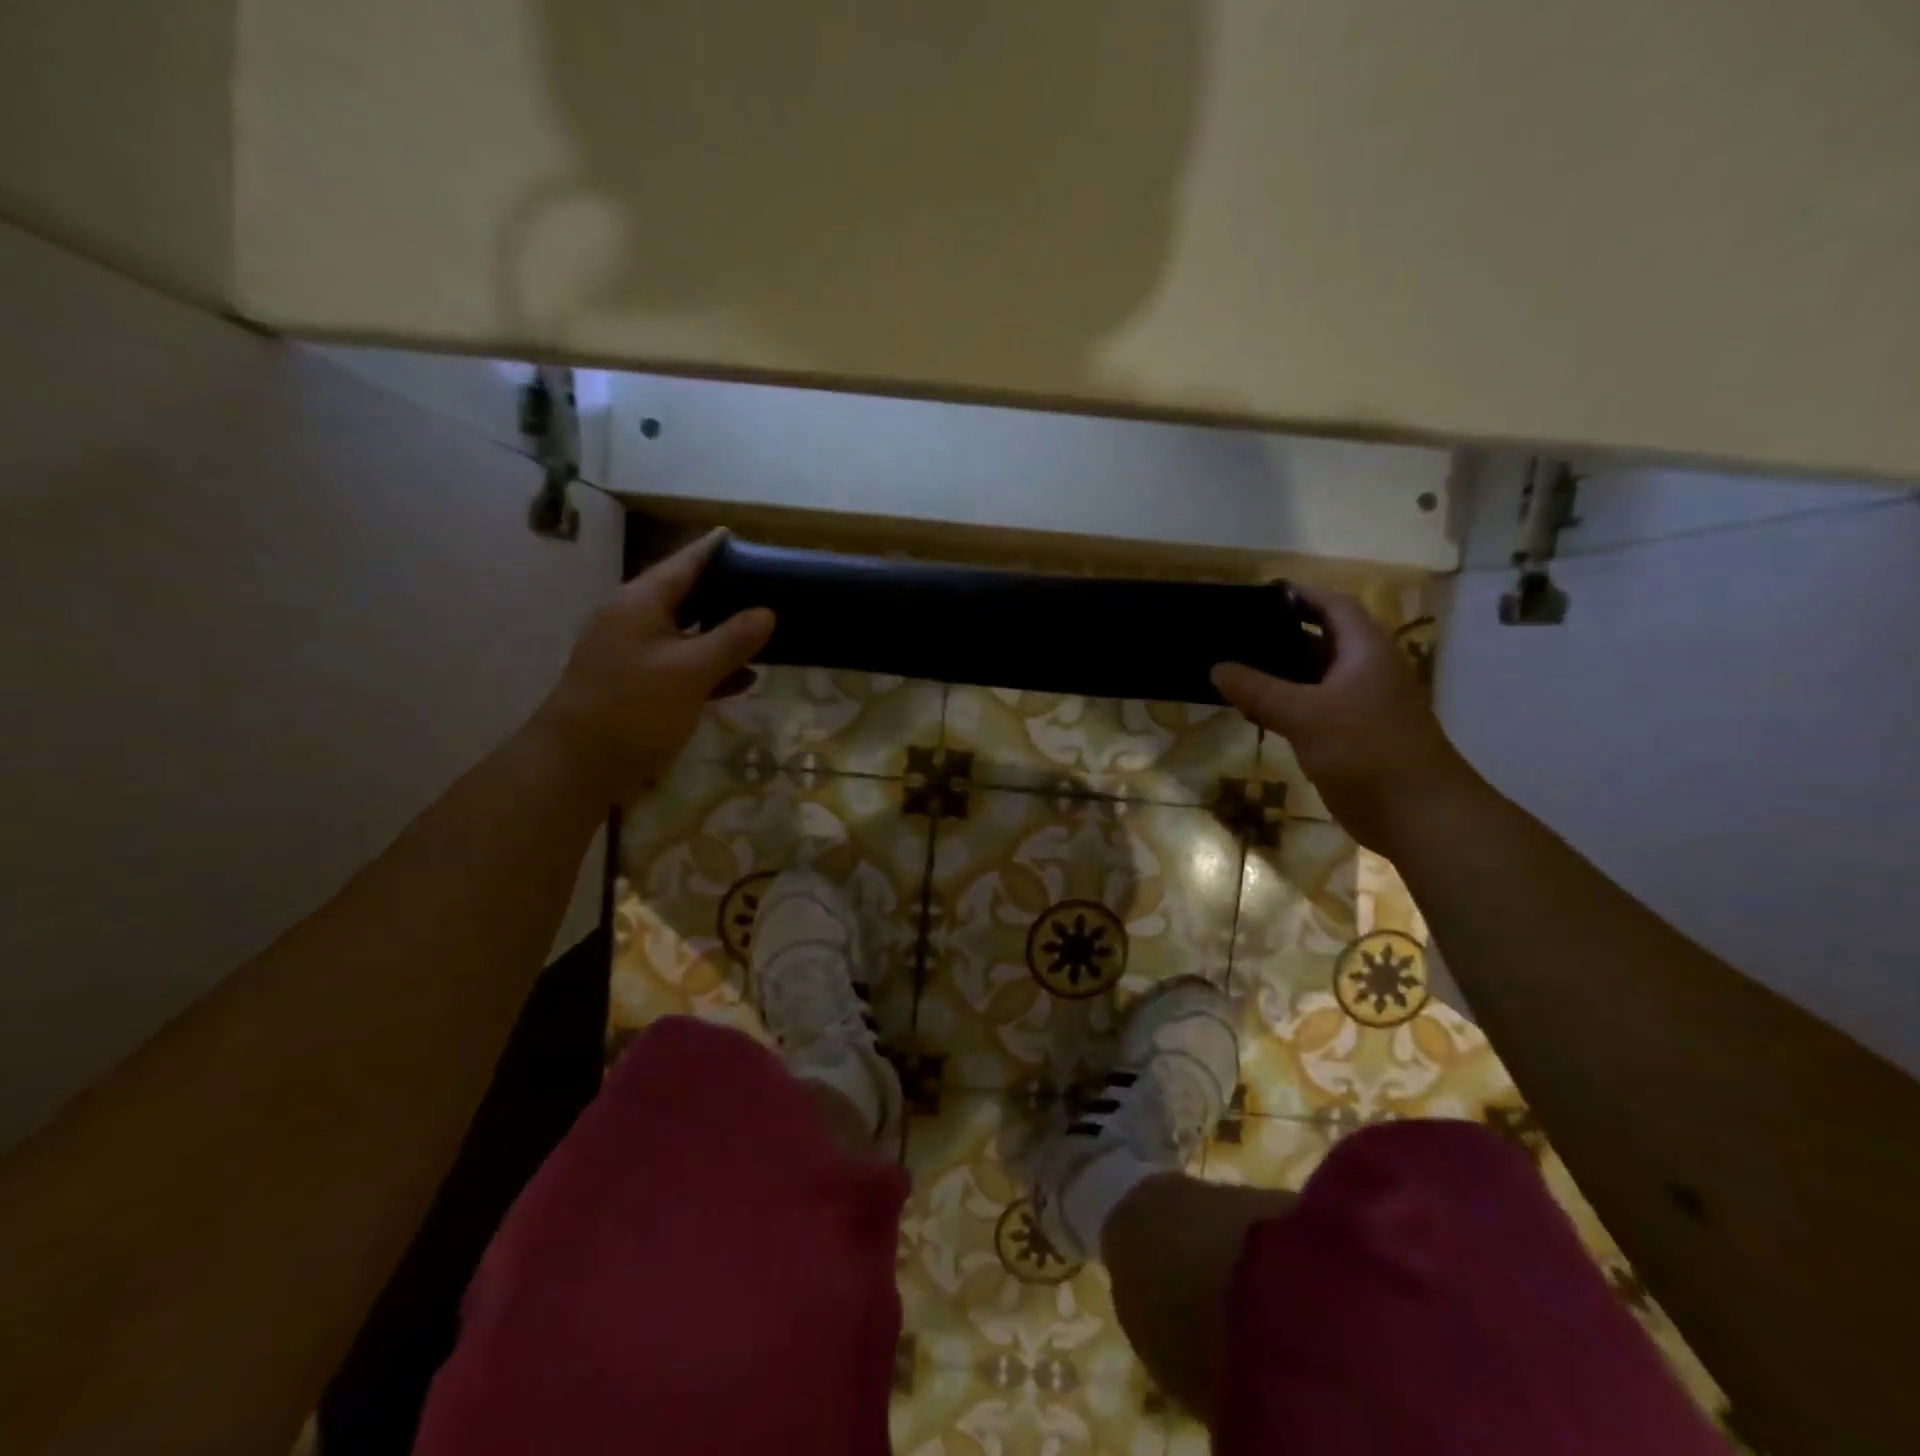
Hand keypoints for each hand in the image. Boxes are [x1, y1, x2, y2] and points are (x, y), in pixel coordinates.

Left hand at [529, 530, 774, 806]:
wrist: (578, 766)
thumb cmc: (634, 708)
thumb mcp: (691, 670)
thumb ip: (731, 639)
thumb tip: (766, 612)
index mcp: (641, 603)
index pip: (685, 564)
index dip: (716, 551)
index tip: (747, 539)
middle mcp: (637, 621)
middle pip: (689, 597)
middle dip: (728, 595)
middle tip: (770, 589)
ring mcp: (638, 655)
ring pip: (690, 634)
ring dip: (726, 636)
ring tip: (769, 633)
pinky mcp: (643, 687)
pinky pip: (686, 667)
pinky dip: (714, 669)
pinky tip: (746, 679)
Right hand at [1211, 589, 1473, 849]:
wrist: (1416, 813)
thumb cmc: (1365, 750)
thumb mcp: (1305, 714)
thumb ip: (1258, 689)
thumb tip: (1216, 668)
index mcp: (1366, 650)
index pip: (1333, 606)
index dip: (1300, 596)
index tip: (1258, 597)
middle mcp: (1366, 670)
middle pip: (1322, 639)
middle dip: (1281, 636)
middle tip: (1235, 634)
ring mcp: (1361, 704)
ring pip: (1315, 677)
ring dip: (1280, 674)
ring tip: (1234, 669)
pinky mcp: (1352, 735)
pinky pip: (1313, 708)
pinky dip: (1286, 704)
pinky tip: (1254, 710)